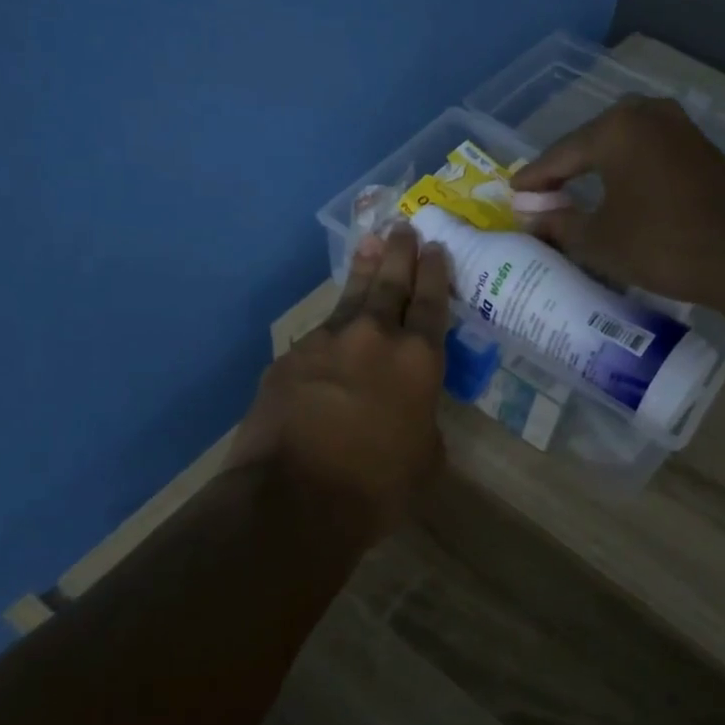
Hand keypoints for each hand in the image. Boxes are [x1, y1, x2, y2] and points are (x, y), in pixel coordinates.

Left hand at [228, 225, 452, 542]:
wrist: (293, 498)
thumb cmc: (376, 487)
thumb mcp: (425, 460)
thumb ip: (423, 422)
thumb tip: (411, 413)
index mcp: (418, 361)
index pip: (431, 304)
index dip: (435, 274)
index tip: (435, 247)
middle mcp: (374, 338)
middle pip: (391, 284)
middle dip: (400, 253)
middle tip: (403, 226)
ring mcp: (326, 343)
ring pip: (350, 297)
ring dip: (363, 269)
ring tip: (369, 242)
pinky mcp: (289, 358)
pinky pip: (317, 335)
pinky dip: (330, 329)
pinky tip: (330, 332)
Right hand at [510, 96, 724, 305]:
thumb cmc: (660, 244)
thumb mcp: (598, 240)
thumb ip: (559, 223)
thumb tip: (533, 218)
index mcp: (615, 128)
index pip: (560, 154)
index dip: (534, 178)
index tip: (513, 194)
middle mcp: (647, 114)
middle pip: (591, 142)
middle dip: (566, 168)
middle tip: (543, 194)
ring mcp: (680, 127)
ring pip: (623, 145)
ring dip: (598, 168)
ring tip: (576, 193)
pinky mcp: (702, 147)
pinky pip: (649, 153)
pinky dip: (627, 171)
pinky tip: (619, 192)